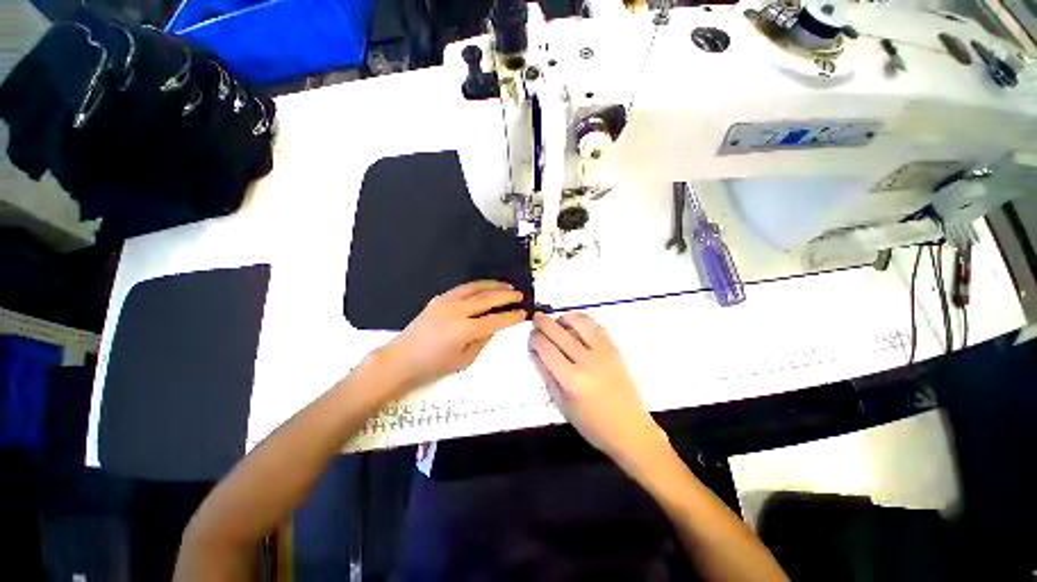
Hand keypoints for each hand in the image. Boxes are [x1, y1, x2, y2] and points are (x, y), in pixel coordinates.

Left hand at [379, 281, 525, 391]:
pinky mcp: (438, 298)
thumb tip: (494, 326)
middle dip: (506, 295)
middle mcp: (456, 311)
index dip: (511, 316)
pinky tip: (485, 288)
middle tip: (519, 295)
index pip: (495, 319)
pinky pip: (463, 288)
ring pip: (475, 287)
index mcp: (464, 330)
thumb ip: (482, 341)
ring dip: (493, 285)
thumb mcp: (464, 360)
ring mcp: (446, 301)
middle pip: (487, 298)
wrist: (401, 359)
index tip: (523, 312)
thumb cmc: (432, 366)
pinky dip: (478, 286)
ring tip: (506, 286)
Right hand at [529, 313, 667, 467]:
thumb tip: (535, 352)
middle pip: (559, 332)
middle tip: (537, 319)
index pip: (546, 349)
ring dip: (564, 317)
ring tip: (557, 320)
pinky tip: (575, 324)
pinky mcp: (614, 349)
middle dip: (543, 323)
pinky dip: (582, 320)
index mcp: (571, 380)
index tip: (531, 336)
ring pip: (579, 322)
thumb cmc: (592, 424)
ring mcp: (603, 352)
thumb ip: (546, 375)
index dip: (535, 338)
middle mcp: (586, 361)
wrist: (630, 429)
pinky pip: (596, 326)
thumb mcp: (562, 405)